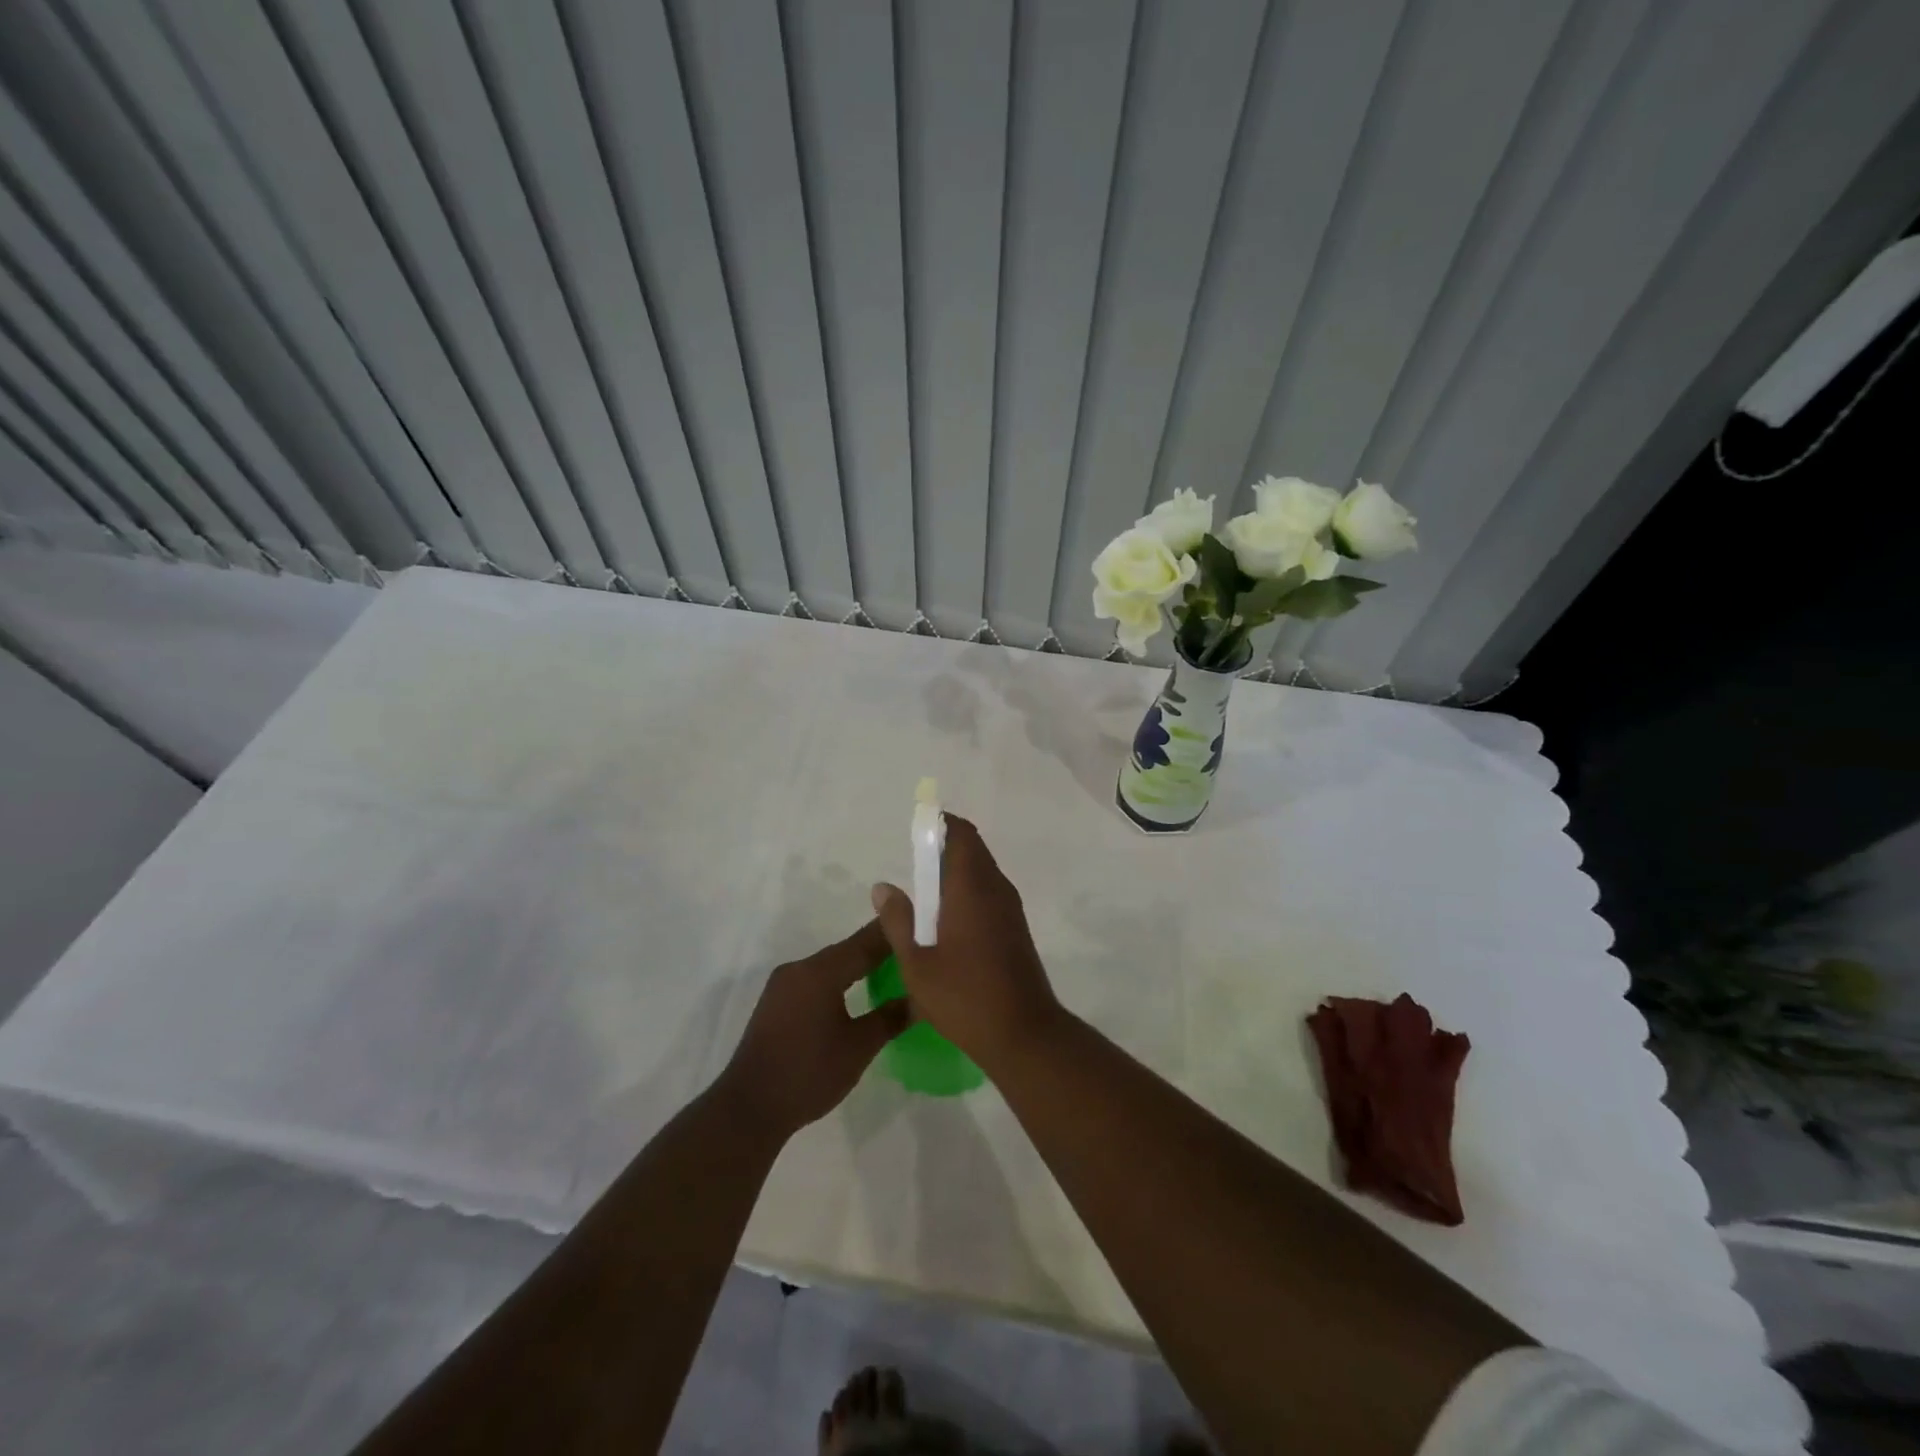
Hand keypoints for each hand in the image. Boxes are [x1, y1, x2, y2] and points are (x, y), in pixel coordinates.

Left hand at [718, 920, 909, 1138]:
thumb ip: (890, 1018)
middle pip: (847, 950)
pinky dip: (839, 980)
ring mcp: (783, 985)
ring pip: (830, 965)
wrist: (749, 1109)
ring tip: (891, 969)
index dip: (895, 932)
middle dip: (879, 948)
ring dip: (858, 965)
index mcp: (820, 972)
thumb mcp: (858, 1048)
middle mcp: (799, 968)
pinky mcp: (776, 1002)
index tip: (923, 926)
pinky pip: (815, 980)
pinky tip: (856, 991)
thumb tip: (920, 999)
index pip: (865, 942)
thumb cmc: (808, 1074)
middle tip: (913, 949)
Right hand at [870, 815, 1064, 1071]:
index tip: (917, 827)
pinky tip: (947, 920)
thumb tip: (883, 886)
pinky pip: (990, 893)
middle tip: (913, 862)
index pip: (962, 835)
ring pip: (983, 873)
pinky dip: (968, 891)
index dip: (941, 823)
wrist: (1024, 1034)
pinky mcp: (1016, 929)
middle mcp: (996, 889)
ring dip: (957, 872)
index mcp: (972, 888)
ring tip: (925, 893)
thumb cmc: (964, 997)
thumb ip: (898, 921)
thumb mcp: (917, 963)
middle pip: (973, 851)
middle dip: (944, 848)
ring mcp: (1011, 909)